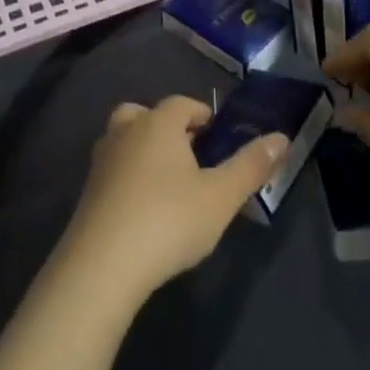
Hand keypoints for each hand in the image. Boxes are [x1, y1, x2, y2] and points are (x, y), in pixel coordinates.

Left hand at [56, 96, 287, 308]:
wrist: (102, 266)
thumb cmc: (169, 220)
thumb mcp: (221, 197)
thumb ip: (251, 166)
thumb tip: (282, 137)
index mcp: (159, 123)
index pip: (183, 104)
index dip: (203, 116)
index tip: (218, 138)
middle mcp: (126, 131)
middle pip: (146, 115)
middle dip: (168, 129)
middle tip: (191, 157)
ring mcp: (101, 161)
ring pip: (125, 140)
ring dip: (144, 151)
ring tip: (168, 183)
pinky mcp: (87, 192)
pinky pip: (113, 170)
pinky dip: (128, 178)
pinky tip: (144, 209)